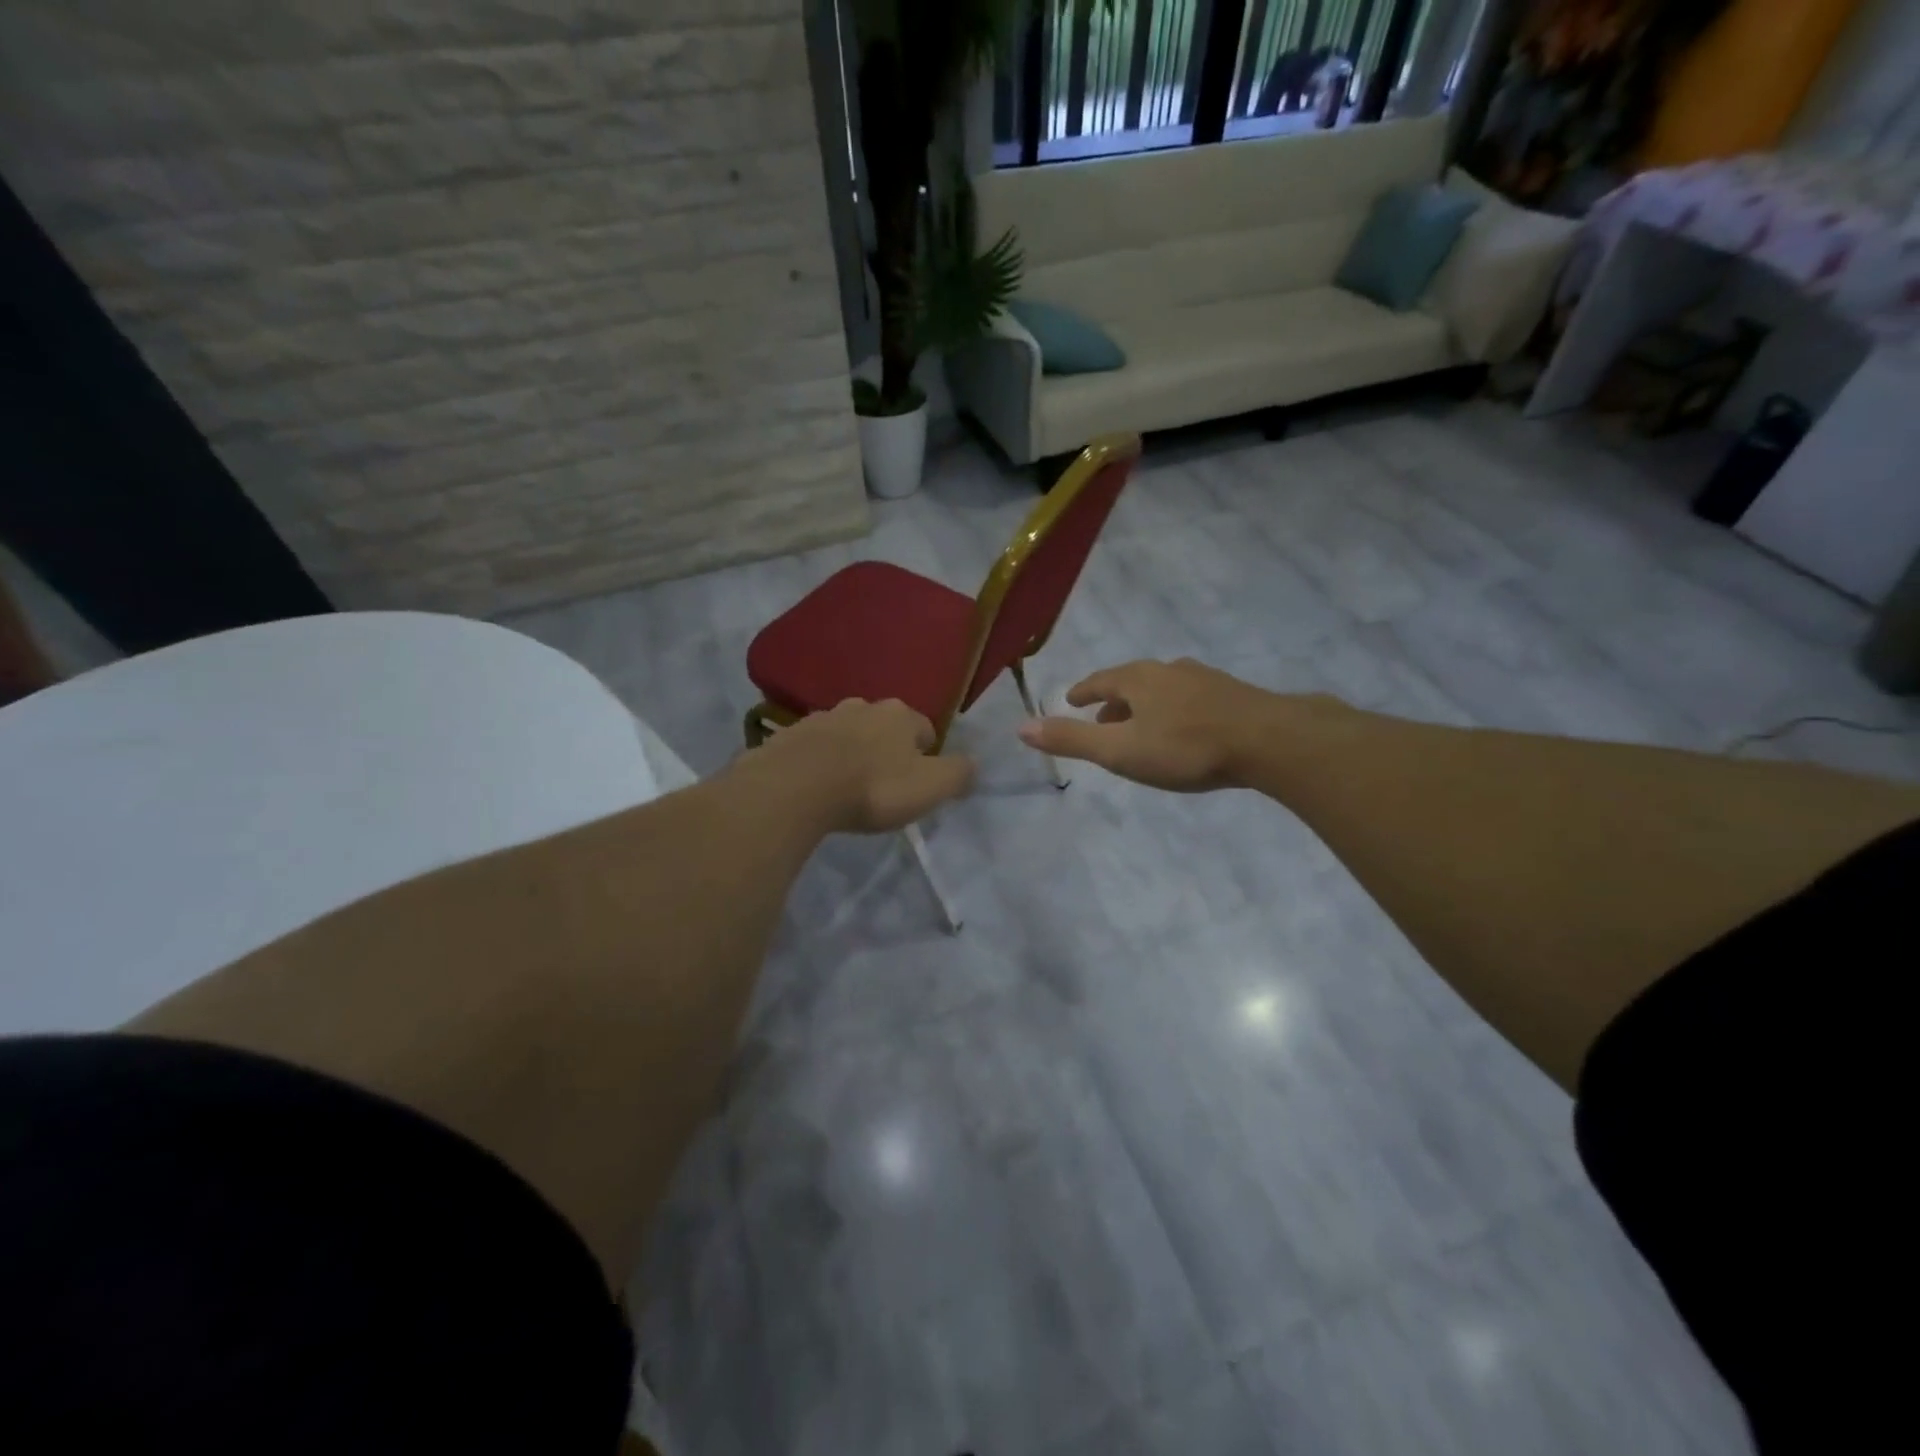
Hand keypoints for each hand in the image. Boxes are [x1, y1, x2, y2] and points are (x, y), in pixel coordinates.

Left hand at [750, 698, 974, 832]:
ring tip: (849, 786)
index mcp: (899, 714)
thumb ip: (958, 774)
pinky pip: (816, 747)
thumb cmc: (873, 787)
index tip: (918, 782)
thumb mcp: (930, 787)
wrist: (795, 787)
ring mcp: (823, 717)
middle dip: (887, 749)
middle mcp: (862, 706)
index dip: (926, 755)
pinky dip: (821, 761)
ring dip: (853, 753)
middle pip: (884, 726)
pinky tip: (818, 786)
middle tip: (884, 784)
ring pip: (848, 733)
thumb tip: (974, 765)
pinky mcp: (791, 735)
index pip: (925, 728)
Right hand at [1017, 658, 1315, 791]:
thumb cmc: (1185, 747)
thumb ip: (1072, 740)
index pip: (1100, 680)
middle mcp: (1168, 671)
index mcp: (1138, 679)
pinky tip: (1186, 730)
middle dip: (1113, 700)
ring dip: (1145, 706)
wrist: (1270, 741)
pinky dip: (1175, 711)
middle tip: (1103, 720)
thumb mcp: (1120, 750)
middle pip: (1131, 682)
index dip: (1083, 692)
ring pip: (1163, 689)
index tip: (1072, 699)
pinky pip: (1190, 699)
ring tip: (1142, 727)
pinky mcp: (1233, 695)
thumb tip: (1021, 728)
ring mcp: (1204, 680)